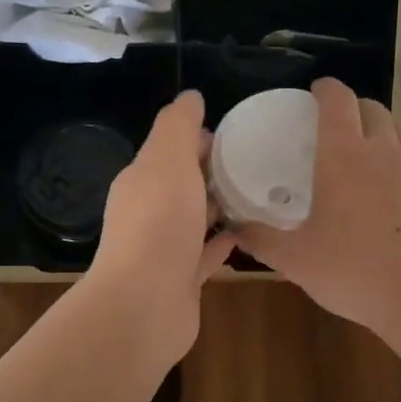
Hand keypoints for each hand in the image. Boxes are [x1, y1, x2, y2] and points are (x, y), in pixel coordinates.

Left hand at [87, 90, 236, 364]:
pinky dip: (221, 243)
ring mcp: (164, 250)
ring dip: (218, 207)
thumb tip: (190, 96)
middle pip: (182, 185)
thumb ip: (178, 126)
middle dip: (212, 172)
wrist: (144, 304)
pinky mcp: (181, 281)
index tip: (236, 134)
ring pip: (194, 221)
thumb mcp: (167, 161)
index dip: (199, 139)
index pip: (170, 150)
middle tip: (257, 163)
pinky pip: (205, 255)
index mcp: (142, 181)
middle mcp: (149, 213)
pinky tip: (245, 234)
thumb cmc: (158, 225)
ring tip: (258, 195)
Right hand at [233, 77, 400, 348]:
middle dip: (351, 106)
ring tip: (357, 152)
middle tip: (331, 125)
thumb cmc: (353, 269)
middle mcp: (382, 152)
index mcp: (344, 155)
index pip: (338, 100)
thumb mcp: (296, 259)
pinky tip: (381, 191)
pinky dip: (393, 159)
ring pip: (395, 131)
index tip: (313, 91)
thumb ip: (261, 240)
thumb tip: (235, 228)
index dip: (325, 89)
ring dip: (376, 129)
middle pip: (371, 107)